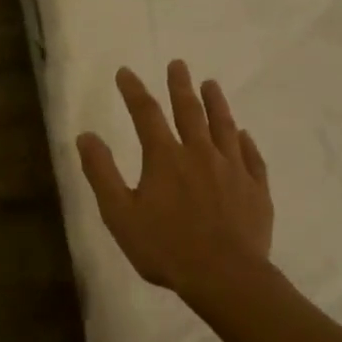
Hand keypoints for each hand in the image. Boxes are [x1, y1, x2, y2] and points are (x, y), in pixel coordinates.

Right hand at [77, 61, 272, 300]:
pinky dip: (245, 142)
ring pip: (224, 126)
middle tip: (178, 64)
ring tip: (211, 84)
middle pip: (189, 111)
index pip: (146, 114)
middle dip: (180, 86)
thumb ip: (102, 173)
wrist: (225, 276)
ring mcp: (232, 169)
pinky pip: (251, 157)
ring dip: (216, 103)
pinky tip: (243, 135)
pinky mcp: (256, 189)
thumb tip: (85, 136)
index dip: (134, 91)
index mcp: (165, 158)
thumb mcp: (120, 214)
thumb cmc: (166, 248)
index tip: (126, 72)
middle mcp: (200, 153)